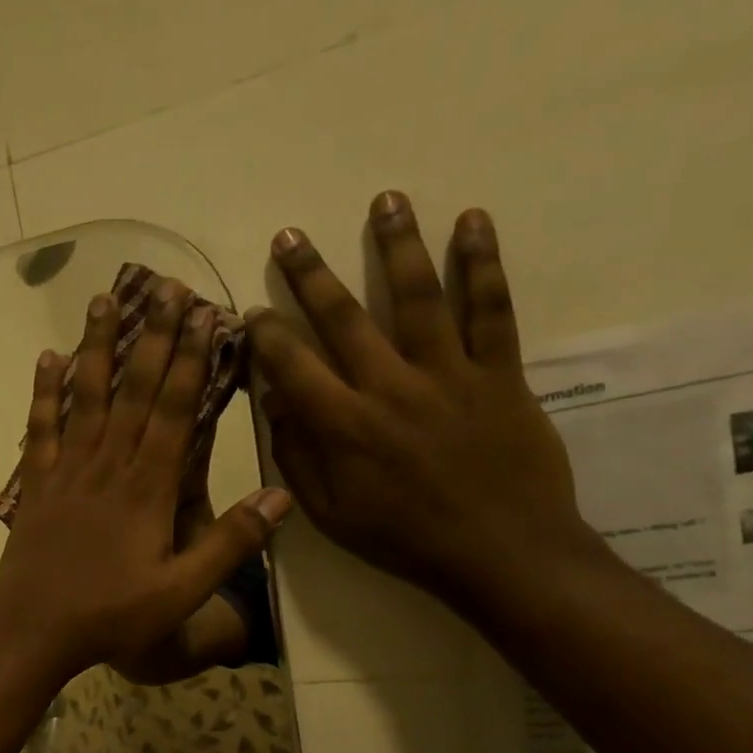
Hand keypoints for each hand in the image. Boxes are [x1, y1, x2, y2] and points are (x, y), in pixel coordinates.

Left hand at [0, 280, 291, 682]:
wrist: (34, 628)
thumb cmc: (112, 614)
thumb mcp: (182, 590)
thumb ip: (231, 542)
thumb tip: (281, 495)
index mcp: (146, 487)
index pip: (173, 410)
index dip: (189, 359)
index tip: (203, 314)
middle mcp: (107, 465)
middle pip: (133, 390)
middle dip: (153, 336)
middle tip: (165, 285)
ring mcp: (66, 470)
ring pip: (85, 397)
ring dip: (97, 347)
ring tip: (104, 300)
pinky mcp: (36, 485)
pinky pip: (40, 428)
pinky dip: (44, 392)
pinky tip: (47, 359)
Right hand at [249, 192, 591, 610]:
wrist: (501, 554)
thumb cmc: (404, 540)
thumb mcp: (330, 515)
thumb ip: (297, 457)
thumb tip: (275, 404)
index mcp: (344, 426)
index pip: (292, 364)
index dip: (266, 333)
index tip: (252, 311)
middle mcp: (389, 387)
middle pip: (343, 317)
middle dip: (309, 274)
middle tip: (289, 235)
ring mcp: (448, 374)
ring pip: (418, 297)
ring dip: (397, 245)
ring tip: (384, 199)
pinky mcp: (499, 373)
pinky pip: (491, 310)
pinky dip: (482, 263)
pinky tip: (472, 221)